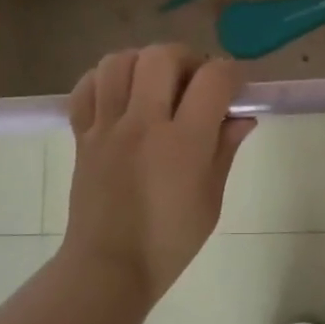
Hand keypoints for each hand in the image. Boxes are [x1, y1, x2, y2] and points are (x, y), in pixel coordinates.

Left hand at [60, 45, 255, 305]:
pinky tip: (122, 95)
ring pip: (119, 62)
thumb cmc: (170, 241)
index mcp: (183, 143)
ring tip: (157, 83)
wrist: (109, 267)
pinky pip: (87, 87)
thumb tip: (242, 117)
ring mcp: (107, 127)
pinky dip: (105, 80)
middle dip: (187, 58)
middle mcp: (143, 124)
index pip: (213, 79)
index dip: (232, 74)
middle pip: (161, 56)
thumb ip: (225, 149)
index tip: (236, 87)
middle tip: (196, 82)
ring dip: (144, 62)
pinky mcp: (82, 135)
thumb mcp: (211, 199)